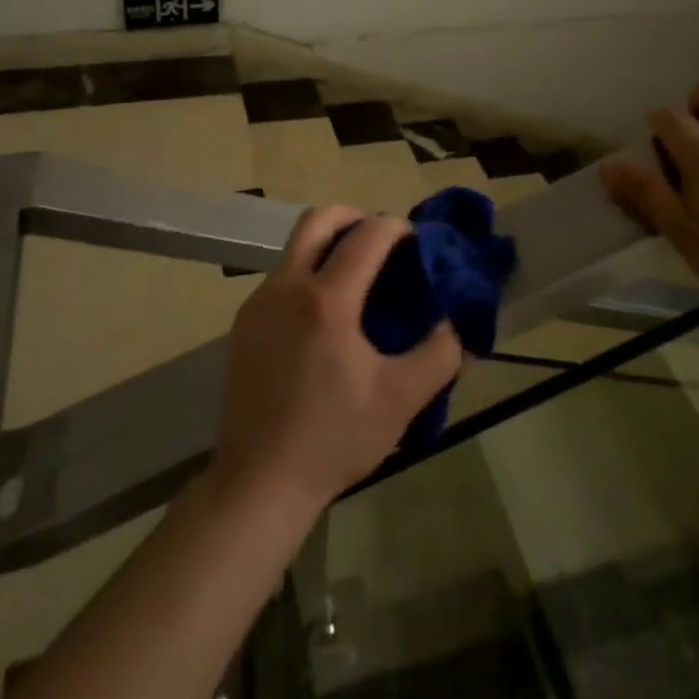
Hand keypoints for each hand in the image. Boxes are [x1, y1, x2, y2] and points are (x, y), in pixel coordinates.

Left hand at [210, 206, 462, 515]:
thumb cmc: (333, 438)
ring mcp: (259, 302)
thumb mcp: (400, 400)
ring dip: (328, 245)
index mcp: (327, 299)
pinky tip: (323, 316)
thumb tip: (455, 324)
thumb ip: (439, 354)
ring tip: (356, 278)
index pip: (368, 235)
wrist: (258, 482)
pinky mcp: (243, 322)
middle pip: (319, 219)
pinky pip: (280, 277)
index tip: (416, 241)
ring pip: (295, 246)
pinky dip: (307, 273)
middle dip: (354, 216)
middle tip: (381, 241)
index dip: (397, 227)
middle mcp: (288, 286)